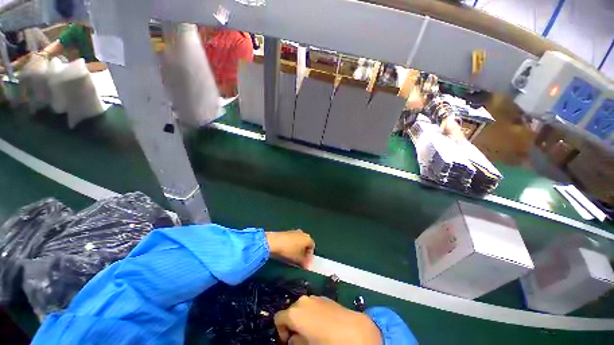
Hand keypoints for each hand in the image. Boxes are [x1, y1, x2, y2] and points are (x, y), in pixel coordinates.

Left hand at [266, 230, 313, 267]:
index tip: (306, 263)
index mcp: (308, 238)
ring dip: (298, 249)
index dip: (310, 256)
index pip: (312, 247)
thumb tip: (307, 265)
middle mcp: (303, 233)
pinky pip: (293, 240)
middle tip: (300, 261)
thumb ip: (305, 262)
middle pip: (306, 243)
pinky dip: (292, 246)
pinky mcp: (287, 232)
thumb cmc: (289, 250)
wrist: (274, 242)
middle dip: (304, 252)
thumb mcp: (298, 259)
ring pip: (299, 241)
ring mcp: (295, 231)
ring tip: (293, 257)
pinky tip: (287, 252)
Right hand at [275, 296, 381, 344]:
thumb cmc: (326, 342)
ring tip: (313, 331)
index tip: (289, 341)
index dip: (281, 331)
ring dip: (303, 318)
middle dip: (292, 324)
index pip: (278, 318)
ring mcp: (315, 297)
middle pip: (290, 311)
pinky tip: (323, 324)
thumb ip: (296, 342)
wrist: (353, 331)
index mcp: (295, 312)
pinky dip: (312, 313)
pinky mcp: (325, 297)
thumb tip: (294, 339)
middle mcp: (303, 301)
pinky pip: (313, 304)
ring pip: (302, 307)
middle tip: (300, 338)